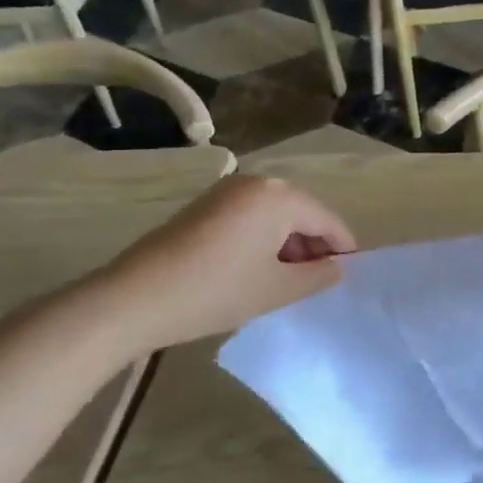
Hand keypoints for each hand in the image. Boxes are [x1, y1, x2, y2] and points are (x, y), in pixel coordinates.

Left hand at [79, 176, 356, 354]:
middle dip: (313, 245)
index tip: (349, 274)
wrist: (132, 299)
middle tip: (318, 280)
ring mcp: (227, 192)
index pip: (326, 219)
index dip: (342, 247)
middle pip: (301, 212)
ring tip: (287, 280)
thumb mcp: (277, 289)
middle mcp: (256, 183)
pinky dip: (262, 239)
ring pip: (275, 215)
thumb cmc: (216, 291)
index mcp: (279, 196)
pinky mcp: (205, 206)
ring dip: (287, 243)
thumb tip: (337, 267)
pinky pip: (250, 217)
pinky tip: (256, 270)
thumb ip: (318, 275)